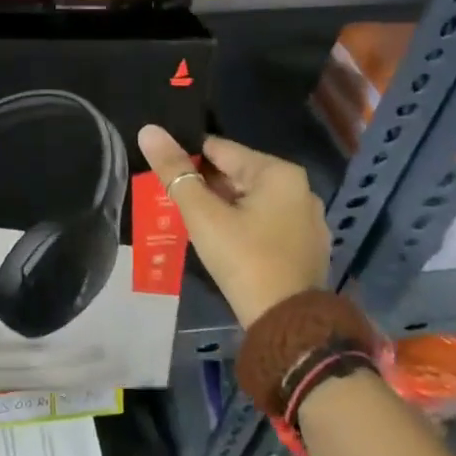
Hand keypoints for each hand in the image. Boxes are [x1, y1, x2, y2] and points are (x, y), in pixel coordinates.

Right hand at [137, 126, 327, 329]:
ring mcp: (306, 220)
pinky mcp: (305, 246)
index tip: (162, 170)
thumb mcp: (203, 214)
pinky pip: (264, 222)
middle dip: (204, 185)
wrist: (288, 324)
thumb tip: (149, 130)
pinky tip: (221, 241)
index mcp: (278, 173)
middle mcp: (300, 189)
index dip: (186, 158)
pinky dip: (242, 224)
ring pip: (250, 200)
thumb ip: (174, 171)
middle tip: (170, 199)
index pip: (220, 149)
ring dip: (221, 206)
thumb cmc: (244, 259)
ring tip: (190, 219)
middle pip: (236, 174)